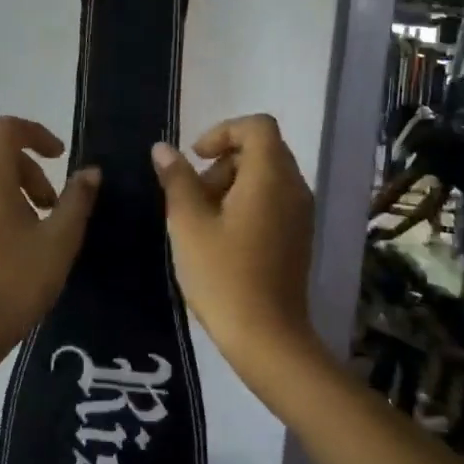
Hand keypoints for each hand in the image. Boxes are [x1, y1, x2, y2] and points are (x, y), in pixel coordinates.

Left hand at [0, 117, 99, 356]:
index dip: (37, 134)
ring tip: (42, 227)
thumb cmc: (16, 279)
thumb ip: (77, 199)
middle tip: (55, 205)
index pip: (8, 128)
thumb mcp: (60, 239)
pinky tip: (19, 243)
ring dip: (19, 188)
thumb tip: (91, 172)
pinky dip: (1, 204)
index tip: (62, 157)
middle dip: (33, 169)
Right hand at [151, 114, 324, 389]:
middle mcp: (294, 188)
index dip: (223, 131)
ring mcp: (300, 214)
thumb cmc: (223, 275)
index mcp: (271, 177)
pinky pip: (272, 201)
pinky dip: (245, 204)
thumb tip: (163, 149)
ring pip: (265, 177)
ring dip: (231, 184)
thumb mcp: (188, 224)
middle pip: (261, 150)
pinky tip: (220, 238)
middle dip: (222, 161)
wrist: (266, 337)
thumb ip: (176, 179)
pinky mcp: (297, 237)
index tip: (195, 157)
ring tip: (201, 221)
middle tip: (193, 195)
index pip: (257, 126)